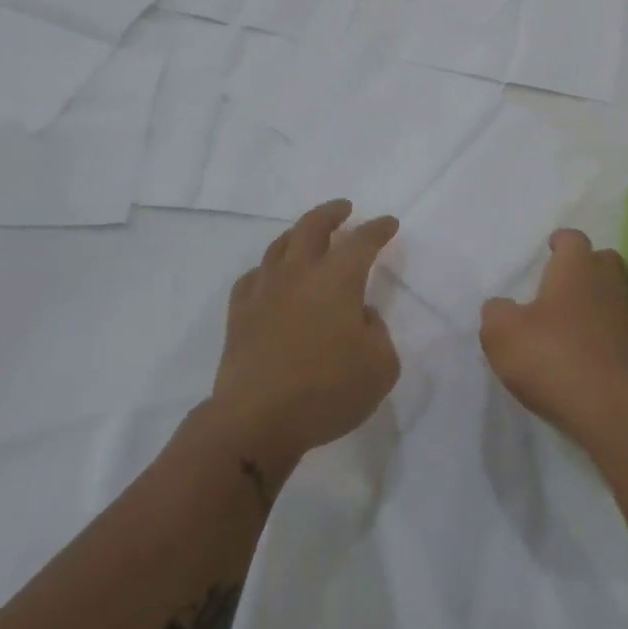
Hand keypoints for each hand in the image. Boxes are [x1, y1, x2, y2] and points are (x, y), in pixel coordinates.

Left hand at [209, 200, 400, 478]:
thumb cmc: (327, 391)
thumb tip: (359, 316)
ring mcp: (264, 291)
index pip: (362, 241)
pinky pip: (253, 278)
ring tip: (307, 234)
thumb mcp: (380, 366)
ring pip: (280, 246)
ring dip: (298, 234)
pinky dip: (267, 270)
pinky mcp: (239, 315)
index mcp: (338, 279)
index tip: (388, 223)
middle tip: (344, 208)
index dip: (378, 229)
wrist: (256, 420)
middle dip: (332, 213)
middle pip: (313, 227)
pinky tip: (270, 277)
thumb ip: (377, 332)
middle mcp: (299, 274)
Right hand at [480, 229, 627, 445]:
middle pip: (602, 261)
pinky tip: (573, 353)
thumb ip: (496, 313)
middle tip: (558, 283)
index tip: (549, 248)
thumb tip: (501, 307)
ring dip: (589, 303)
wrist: (609, 410)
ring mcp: (624, 319)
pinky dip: (595, 335)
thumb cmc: (551, 355)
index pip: (573, 239)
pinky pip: (611, 331)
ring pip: (608, 296)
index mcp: (576, 267)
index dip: (560, 242)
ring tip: (560, 322)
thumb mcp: (502, 333)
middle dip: (584, 267)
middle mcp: (605, 284)